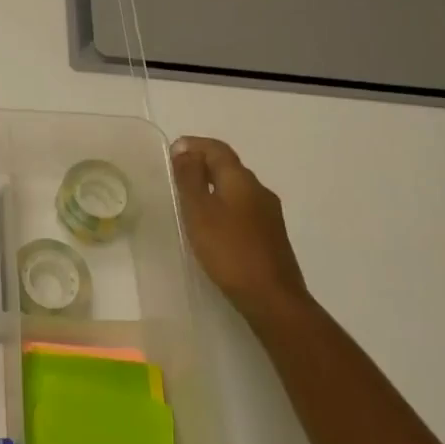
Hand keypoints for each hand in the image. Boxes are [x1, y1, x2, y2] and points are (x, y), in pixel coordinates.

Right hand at [170, 136, 307, 321]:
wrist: (272, 298)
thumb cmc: (229, 250)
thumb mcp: (199, 210)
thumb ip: (189, 178)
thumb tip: (184, 149)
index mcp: (241, 179)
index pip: (217, 149)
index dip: (194, 145)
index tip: (172, 151)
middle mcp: (259, 190)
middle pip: (229, 166)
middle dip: (202, 163)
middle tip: (176, 174)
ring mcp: (268, 214)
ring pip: (236, 187)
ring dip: (213, 185)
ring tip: (189, 199)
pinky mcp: (270, 235)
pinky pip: (243, 207)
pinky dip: (223, 204)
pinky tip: (212, 223)